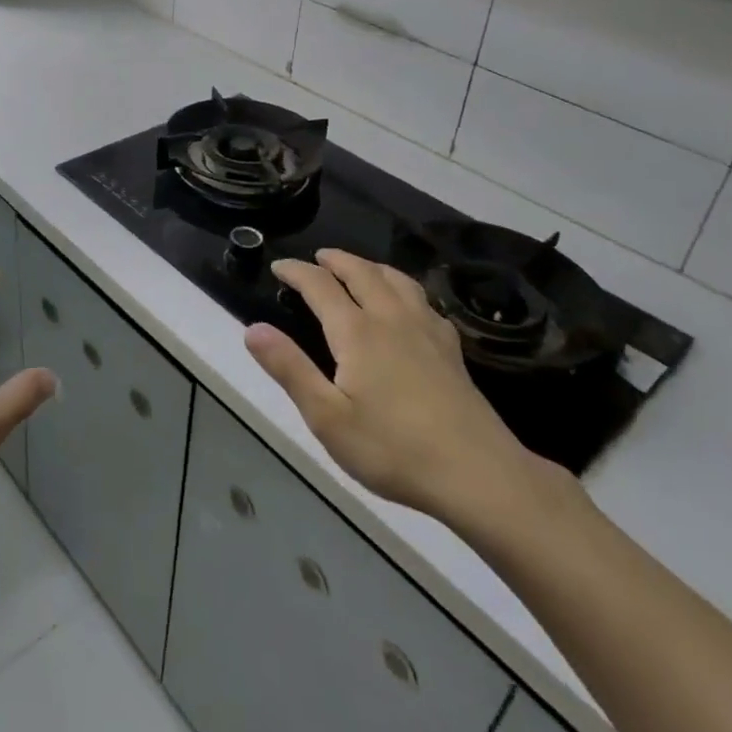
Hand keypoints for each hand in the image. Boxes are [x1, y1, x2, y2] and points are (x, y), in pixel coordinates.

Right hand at [245, 249, 569, 531]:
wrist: (479, 474)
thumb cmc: (393, 449)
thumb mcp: (327, 417)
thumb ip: (289, 369)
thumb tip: (253, 329)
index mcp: (357, 332)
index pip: (320, 286)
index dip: (297, 271)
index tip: (278, 266)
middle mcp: (391, 319)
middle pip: (362, 273)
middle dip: (336, 260)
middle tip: (317, 257)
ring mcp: (427, 331)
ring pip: (396, 280)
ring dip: (371, 266)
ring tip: (359, 268)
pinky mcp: (451, 349)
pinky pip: (423, 300)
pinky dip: (404, 287)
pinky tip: (408, 304)